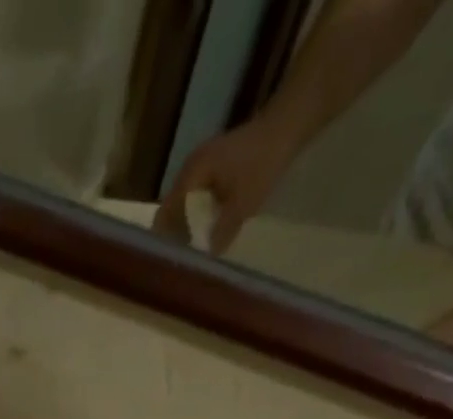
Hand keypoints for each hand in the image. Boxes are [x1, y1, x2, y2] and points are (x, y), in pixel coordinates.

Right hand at [154, 120, 289, 255]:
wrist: (286, 126)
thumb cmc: (263, 163)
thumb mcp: (243, 204)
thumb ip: (222, 232)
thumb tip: (206, 257)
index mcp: (192, 174)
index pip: (166, 212)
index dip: (166, 236)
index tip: (170, 258)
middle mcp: (190, 167)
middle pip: (172, 207)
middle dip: (176, 232)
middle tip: (182, 257)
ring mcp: (201, 163)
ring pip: (184, 201)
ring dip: (188, 222)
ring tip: (193, 246)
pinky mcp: (213, 163)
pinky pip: (197, 194)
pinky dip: (199, 211)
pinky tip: (208, 225)